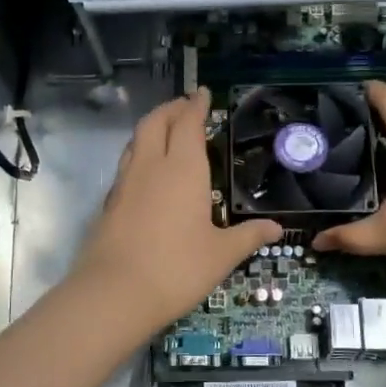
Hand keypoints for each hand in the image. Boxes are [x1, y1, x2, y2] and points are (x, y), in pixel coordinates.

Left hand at [69, 89, 282, 340]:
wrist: (114, 293)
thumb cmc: (177, 268)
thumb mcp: (221, 255)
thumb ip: (248, 236)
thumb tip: (276, 228)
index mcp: (182, 168)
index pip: (187, 123)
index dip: (195, 105)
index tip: (202, 93)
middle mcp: (150, 166)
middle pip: (155, 122)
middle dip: (170, 109)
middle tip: (185, 106)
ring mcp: (125, 183)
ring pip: (136, 141)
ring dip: (151, 128)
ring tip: (166, 132)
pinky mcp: (109, 203)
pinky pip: (127, 165)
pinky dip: (140, 154)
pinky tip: (149, 173)